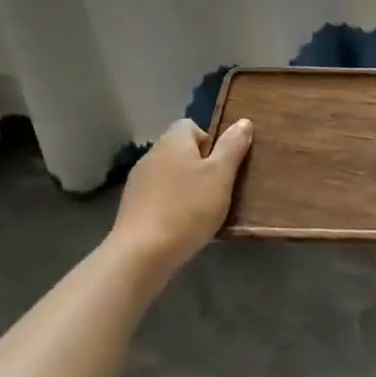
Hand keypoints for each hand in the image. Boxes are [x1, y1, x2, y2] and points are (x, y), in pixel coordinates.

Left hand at [112, 118, 252, 277]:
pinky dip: (172, 206)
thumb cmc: (188, 208)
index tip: (223, 165)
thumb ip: (233, 146)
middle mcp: (152, 155)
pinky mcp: (132, 207)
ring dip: (187, 188)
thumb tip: (243, 122)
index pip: (192, 126)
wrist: (142, 254)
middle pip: (182, 151)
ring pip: (171, 175)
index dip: (211, 141)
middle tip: (219, 189)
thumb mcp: (221, 174)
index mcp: (173, 141)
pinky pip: (159, 197)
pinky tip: (182, 226)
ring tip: (203, 212)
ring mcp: (138, 182)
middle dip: (201, 167)